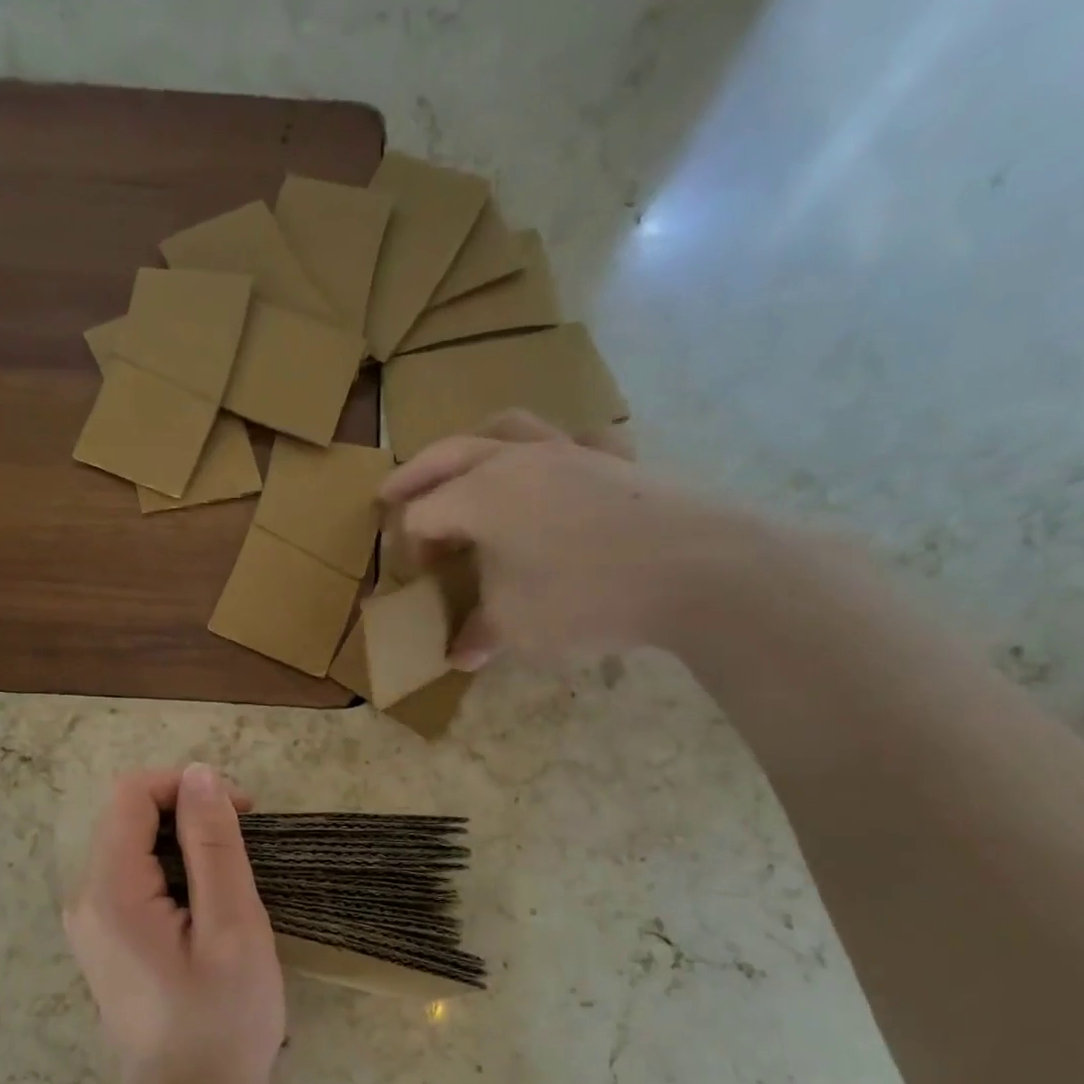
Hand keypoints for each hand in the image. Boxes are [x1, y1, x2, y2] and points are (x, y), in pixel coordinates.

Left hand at [63, 765, 284, 1083]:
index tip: (241, 811)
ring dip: (184, 840)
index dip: (187, 786)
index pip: (132, 794)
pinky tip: (207, 902)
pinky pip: (133, 874)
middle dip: (187, 812)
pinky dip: (173, 868)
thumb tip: (199, 774)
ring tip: (232, 878)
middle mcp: (85, 896)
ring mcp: (90, 919)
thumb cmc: (223, 1020)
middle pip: (128, 814)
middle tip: (244, 843)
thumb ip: (214, 844)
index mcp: (110, 890)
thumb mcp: (232, 925)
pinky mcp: (104, 936)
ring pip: (133, 842)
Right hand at [380, 409, 756, 668]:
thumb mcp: (517, 626)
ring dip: (476, 445)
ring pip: (509, 428)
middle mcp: (517, 461)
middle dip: (414, 476)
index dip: (411, 548)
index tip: (420, 581)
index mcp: (480, 496)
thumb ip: (481, 634)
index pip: (423, 514)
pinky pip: (577, 443)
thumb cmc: (584, 596)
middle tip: (388, 493)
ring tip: (467, 465)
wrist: (695, 569)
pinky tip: (560, 472)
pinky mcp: (616, 461)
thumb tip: (460, 655)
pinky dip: (557, 452)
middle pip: (449, 455)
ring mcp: (571, 453)